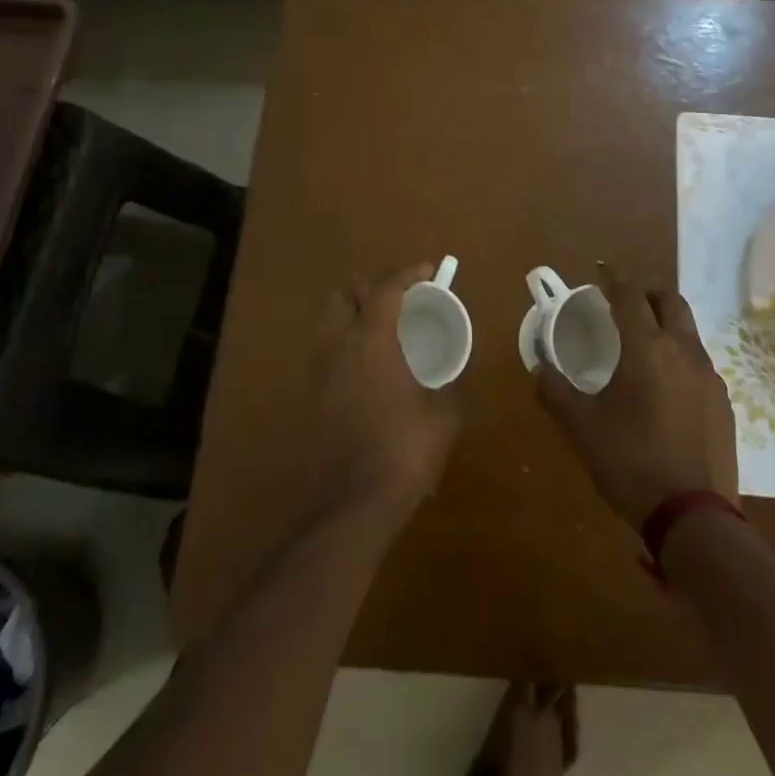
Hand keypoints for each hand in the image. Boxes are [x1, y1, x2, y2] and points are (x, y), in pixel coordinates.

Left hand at [307, 263, 463, 523]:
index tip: (429, 271)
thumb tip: (461, 375)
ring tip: (386, 327)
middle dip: (371, 287)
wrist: (351, 504)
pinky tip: (372, 364)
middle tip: (400, 298)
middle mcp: (340, 345)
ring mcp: (321, 371)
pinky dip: (347, 341)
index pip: (386, 288)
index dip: (408, 273)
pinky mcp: (313, 396)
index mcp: (372, 340)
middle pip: (345, 295)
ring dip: (355, 312)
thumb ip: (454, 386)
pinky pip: (328, 349)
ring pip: (331, 321)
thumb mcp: (444, 416)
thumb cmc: (403, 451)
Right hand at [534, 267, 736, 529]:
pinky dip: (680, 354)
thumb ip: (555, 391)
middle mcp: (683, 351)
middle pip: (670, 300)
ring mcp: (709, 376)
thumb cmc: (631, 463)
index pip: (630, 295)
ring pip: (688, 330)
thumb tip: (538, 365)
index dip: (614, 277)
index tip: (602, 269)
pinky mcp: (724, 402)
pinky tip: (666, 384)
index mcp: (647, 348)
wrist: (695, 517)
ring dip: (666, 322)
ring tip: (643, 341)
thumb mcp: (581, 428)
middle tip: (624, 301)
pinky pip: (699, 361)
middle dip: (646, 292)